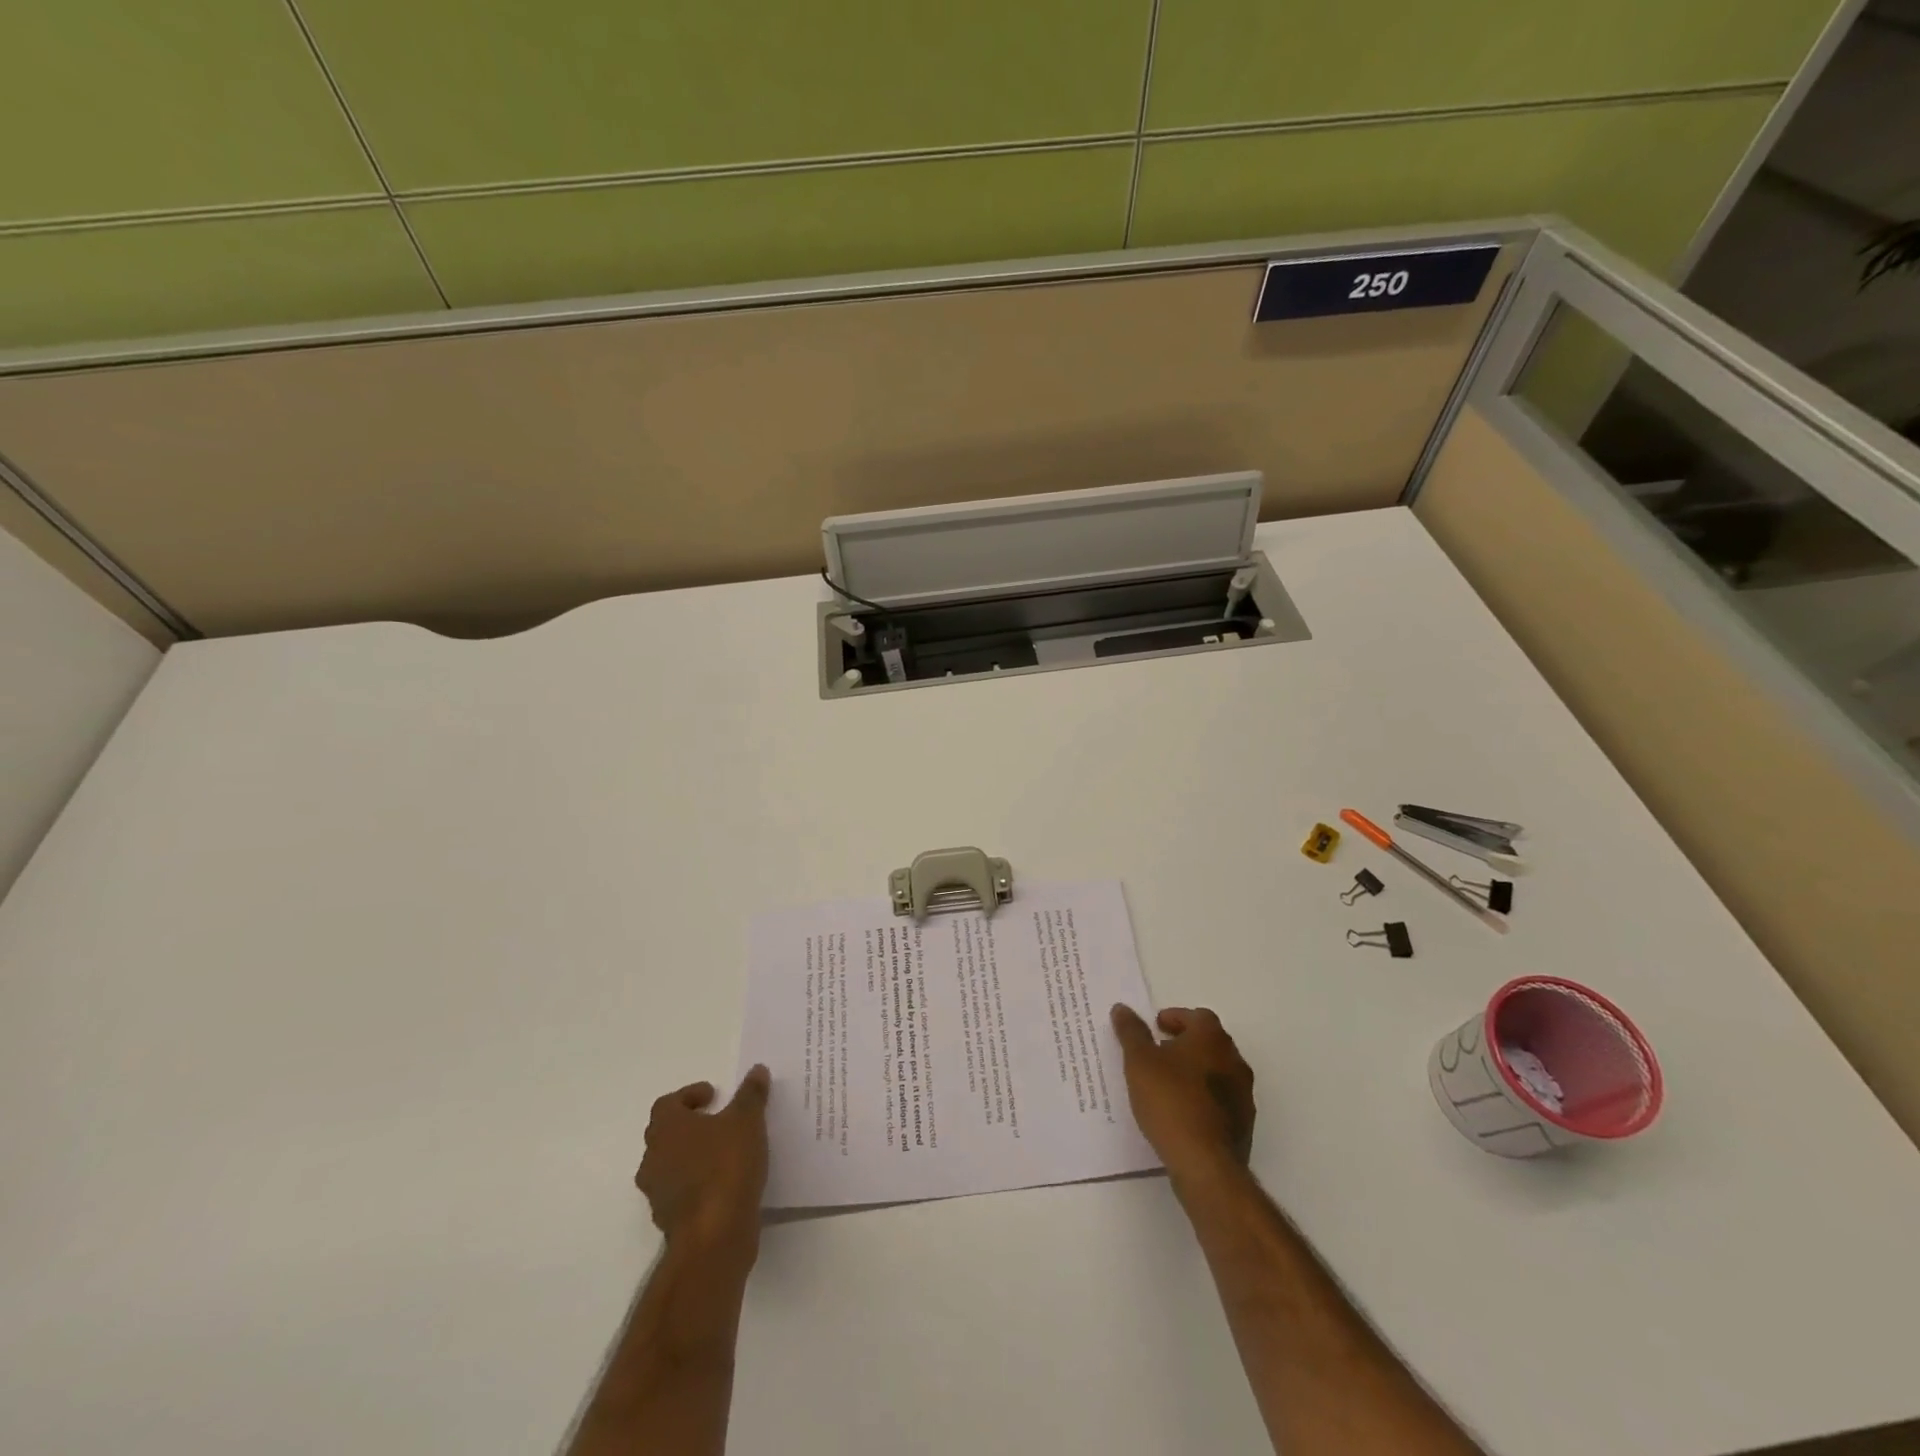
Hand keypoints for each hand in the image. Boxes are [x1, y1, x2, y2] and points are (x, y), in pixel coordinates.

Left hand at [636, 1066, 770, 1254]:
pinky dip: (698, 1183)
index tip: (714, 1096)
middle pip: (665, 1134)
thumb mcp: (747, 1121)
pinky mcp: (669, 1221)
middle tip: (719, 1120)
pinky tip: (725, 1183)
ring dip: (693, 1156)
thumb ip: (751, 1094)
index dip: (689, 1096)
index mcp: (666, 1129)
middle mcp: (653, 1158)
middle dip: (691, 1125)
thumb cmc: (726, 1166)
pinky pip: (681, 1192)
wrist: (713, 1236)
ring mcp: (658, 1193)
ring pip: (671, 1165)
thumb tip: (757, 1070)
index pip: (667, 1104)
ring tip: (725, 1152)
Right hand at [1111, 1005, 1255, 1183]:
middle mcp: (1234, 1060)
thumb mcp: (1139, 1061)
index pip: (1198, 1016)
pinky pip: (1221, 1100)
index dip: (1176, 1018)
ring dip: (1196, 1071)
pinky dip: (1203, 1098)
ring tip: (1167, 1084)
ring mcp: (1243, 1094)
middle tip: (1158, 1052)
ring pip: (1217, 1072)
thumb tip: (1122, 1008)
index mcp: (1212, 1039)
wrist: (1205, 1164)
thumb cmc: (1170, 1101)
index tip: (1156, 1028)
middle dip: (1185, 1043)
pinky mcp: (1244, 1125)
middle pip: (1210, 1042)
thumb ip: (1131, 1032)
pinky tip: (1182, 1112)